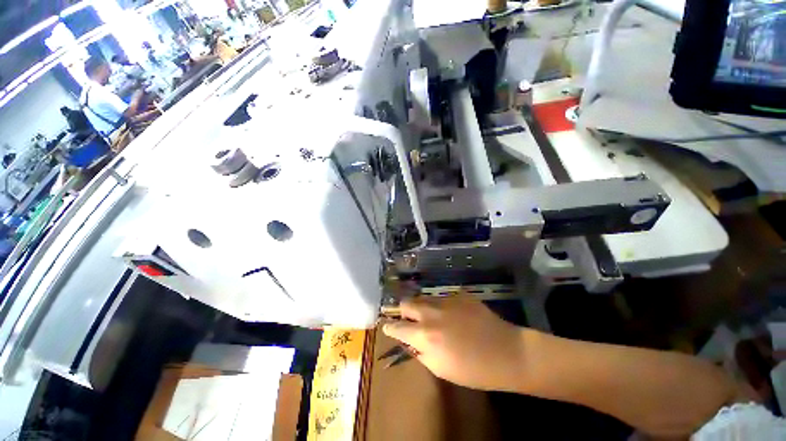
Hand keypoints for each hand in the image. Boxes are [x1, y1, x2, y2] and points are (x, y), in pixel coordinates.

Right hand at [382, 296, 528, 391]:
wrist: (507, 352)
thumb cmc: (473, 370)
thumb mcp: (441, 369)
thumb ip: (420, 352)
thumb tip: (410, 340)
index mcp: (425, 335)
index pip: (397, 326)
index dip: (390, 327)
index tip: (388, 326)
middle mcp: (431, 313)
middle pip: (406, 302)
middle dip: (404, 311)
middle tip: (410, 320)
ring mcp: (446, 300)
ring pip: (424, 298)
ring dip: (423, 307)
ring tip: (434, 318)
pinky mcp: (460, 294)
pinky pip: (444, 298)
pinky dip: (443, 306)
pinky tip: (456, 316)